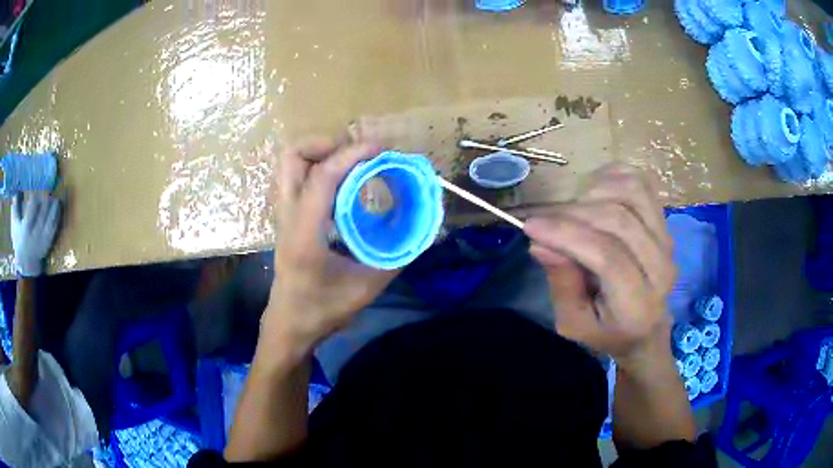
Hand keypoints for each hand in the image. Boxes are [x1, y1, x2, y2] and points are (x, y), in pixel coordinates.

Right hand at [10, 193, 61, 276]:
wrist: (27, 263)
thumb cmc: (19, 240)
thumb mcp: (15, 225)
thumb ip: (15, 207)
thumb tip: (15, 189)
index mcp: (25, 230)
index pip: (31, 211)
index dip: (34, 198)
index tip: (36, 188)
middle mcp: (34, 235)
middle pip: (41, 215)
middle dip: (45, 201)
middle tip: (48, 189)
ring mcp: (42, 240)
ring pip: (50, 221)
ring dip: (53, 207)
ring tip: (55, 197)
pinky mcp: (48, 243)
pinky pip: (54, 228)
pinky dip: (57, 216)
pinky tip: (58, 207)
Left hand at [265, 137, 399, 353]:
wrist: (289, 325)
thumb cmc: (322, 311)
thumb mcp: (366, 288)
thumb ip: (397, 256)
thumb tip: (422, 228)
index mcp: (305, 233)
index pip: (323, 176)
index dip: (353, 154)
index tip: (381, 149)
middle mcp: (288, 216)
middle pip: (293, 156)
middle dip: (327, 144)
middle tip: (359, 154)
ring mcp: (284, 215)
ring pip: (291, 164)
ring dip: (322, 154)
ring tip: (354, 164)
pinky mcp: (287, 218)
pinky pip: (299, 177)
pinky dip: (320, 168)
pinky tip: (345, 185)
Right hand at [524, 164, 675, 366]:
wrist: (646, 328)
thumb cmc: (606, 331)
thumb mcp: (573, 324)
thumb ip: (561, 285)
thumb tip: (540, 242)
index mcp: (638, 305)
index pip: (608, 257)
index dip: (567, 235)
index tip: (530, 226)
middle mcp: (661, 267)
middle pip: (619, 220)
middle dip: (573, 214)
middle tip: (545, 221)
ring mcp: (666, 239)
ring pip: (631, 193)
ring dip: (594, 191)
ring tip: (572, 209)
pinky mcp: (664, 220)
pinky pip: (641, 182)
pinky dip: (613, 176)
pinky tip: (593, 192)